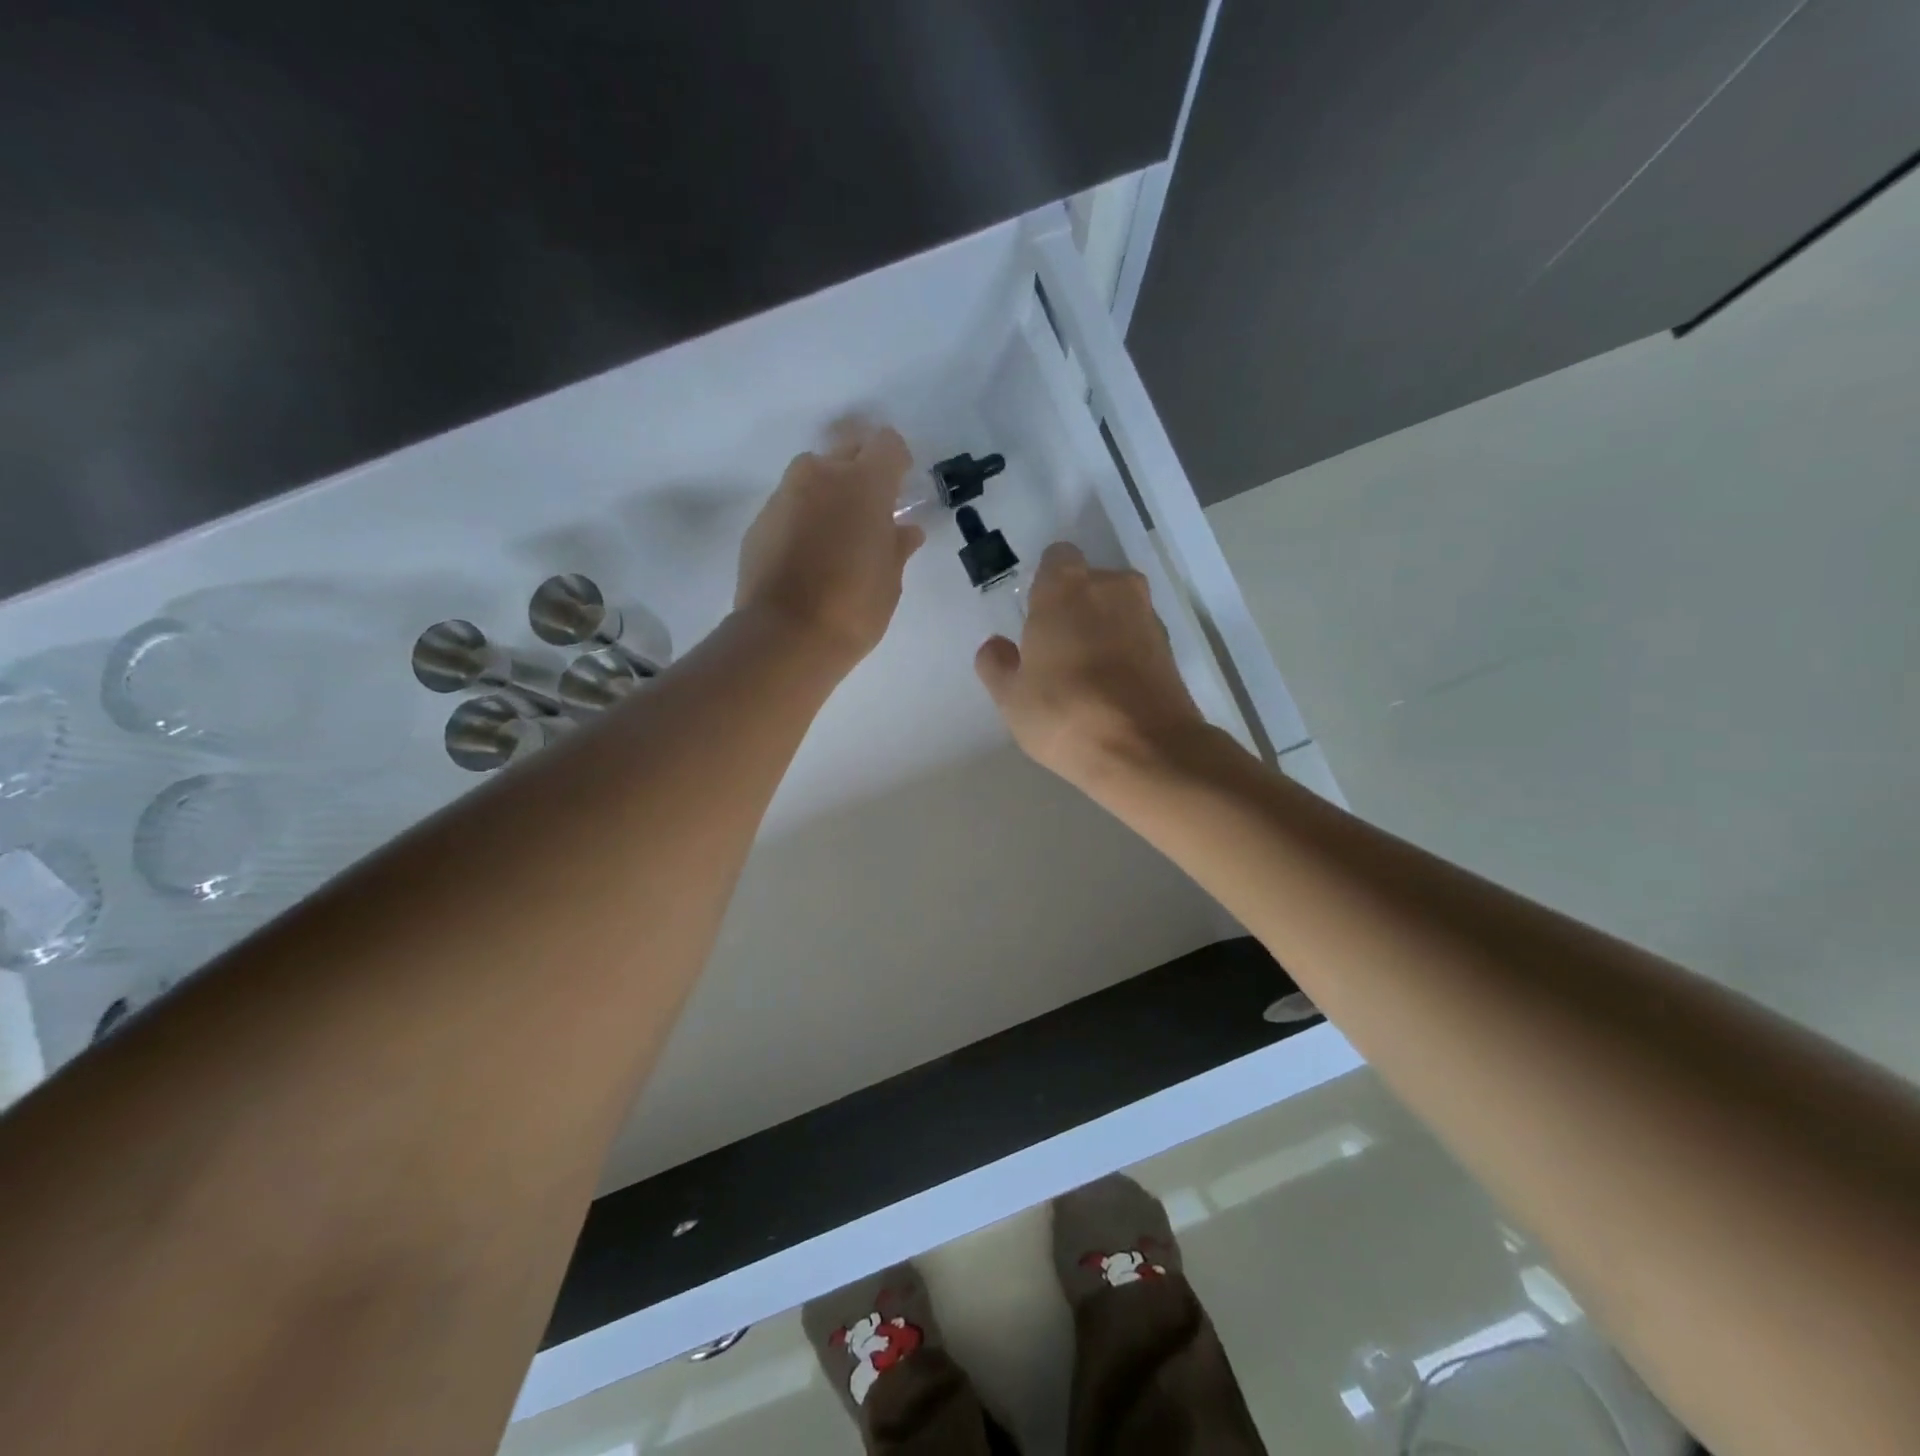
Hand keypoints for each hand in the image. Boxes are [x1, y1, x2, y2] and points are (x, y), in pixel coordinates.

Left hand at [736, 427, 924, 668]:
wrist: (786, 636)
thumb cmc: (854, 608)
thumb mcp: (889, 580)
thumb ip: (897, 546)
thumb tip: (905, 530)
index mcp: (864, 484)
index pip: (886, 444)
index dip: (896, 463)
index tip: (899, 489)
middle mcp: (821, 475)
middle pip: (846, 449)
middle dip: (860, 471)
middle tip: (869, 511)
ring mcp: (785, 495)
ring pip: (813, 476)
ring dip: (828, 493)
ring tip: (835, 536)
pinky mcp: (760, 520)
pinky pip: (790, 505)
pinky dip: (802, 518)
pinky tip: (807, 555)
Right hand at [974, 543, 1207, 787]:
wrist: (1146, 750)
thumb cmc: (1064, 713)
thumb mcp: (1011, 697)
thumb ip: (997, 664)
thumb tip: (996, 646)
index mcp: (1066, 588)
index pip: (1056, 558)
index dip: (1045, 586)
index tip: (1035, 619)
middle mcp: (1112, 588)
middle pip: (1090, 583)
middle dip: (1075, 607)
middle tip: (1057, 651)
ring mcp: (1147, 616)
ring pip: (1117, 610)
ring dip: (1103, 630)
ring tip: (1086, 676)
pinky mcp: (1171, 648)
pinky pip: (1138, 637)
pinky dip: (1126, 653)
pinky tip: (1112, 690)